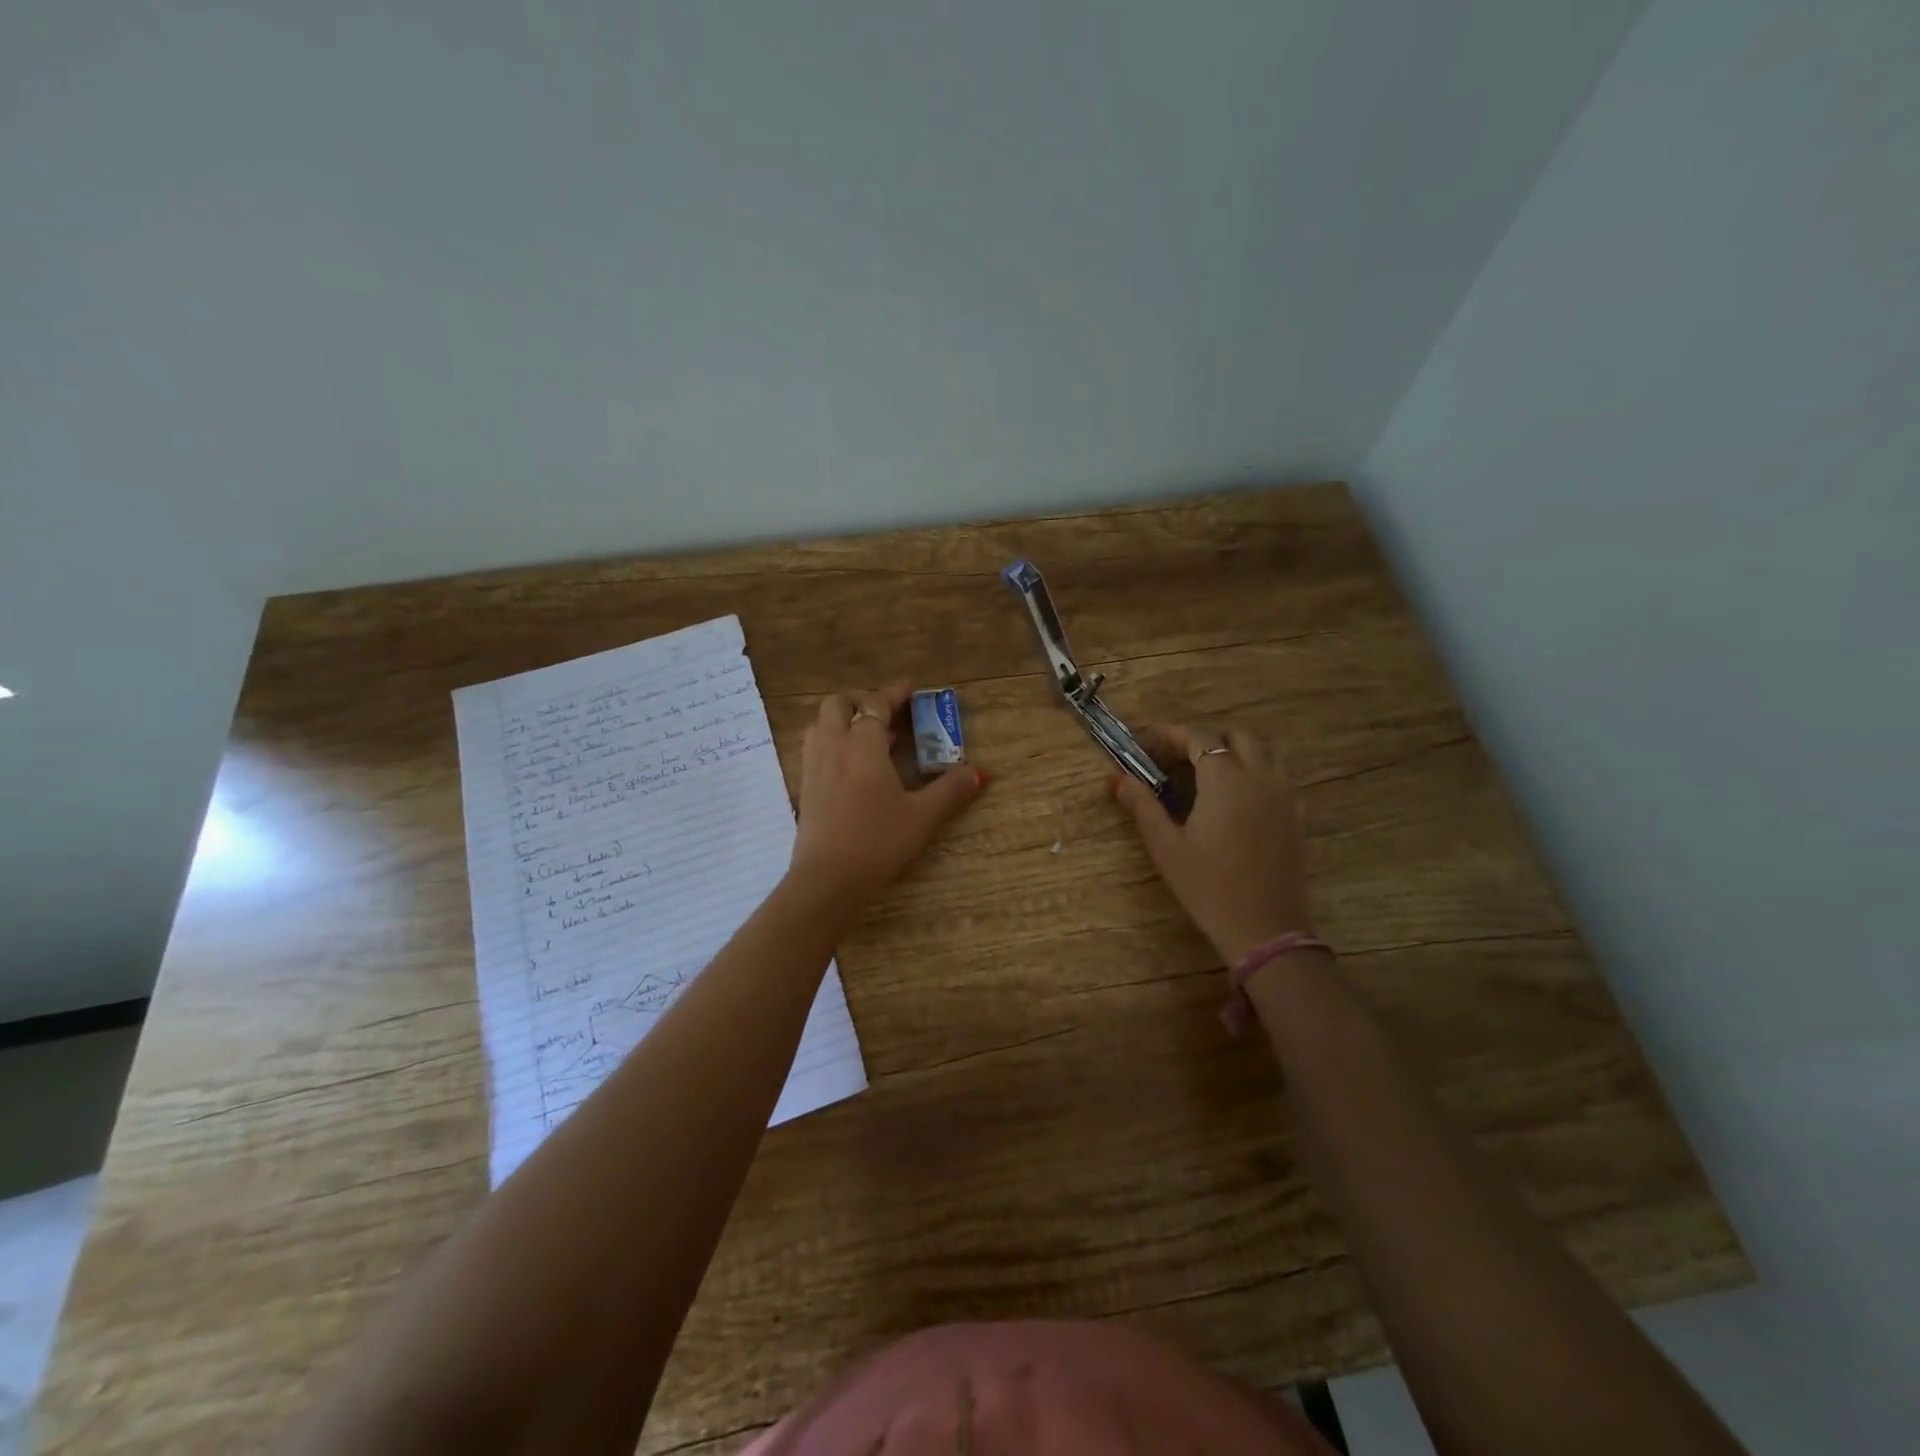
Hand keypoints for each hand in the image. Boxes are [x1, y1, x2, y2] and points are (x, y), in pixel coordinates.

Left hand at [788, 683, 986, 909]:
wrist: (827, 879)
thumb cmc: (878, 842)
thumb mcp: (922, 816)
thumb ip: (951, 790)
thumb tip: (981, 772)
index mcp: (862, 745)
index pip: (875, 705)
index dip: (893, 694)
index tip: (911, 689)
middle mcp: (833, 746)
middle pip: (838, 704)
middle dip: (861, 700)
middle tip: (886, 713)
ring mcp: (814, 766)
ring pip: (821, 724)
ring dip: (844, 719)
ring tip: (871, 738)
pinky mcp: (806, 787)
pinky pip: (816, 747)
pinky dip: (833, 741)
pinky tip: (852, 766)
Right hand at [1112, 724, 1314, 965]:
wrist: (1265, 928)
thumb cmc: (1208, 886)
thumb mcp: (1166, 846)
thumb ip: (1143, 805)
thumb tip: (1117, 779)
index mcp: (1226, 779)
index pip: (1199, 737)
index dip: (1173, 733)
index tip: (1149, 740)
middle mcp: (1260, 777)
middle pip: (1238, 736)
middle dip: (1207, 738)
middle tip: (1178, 756)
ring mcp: (1285, 795)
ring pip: (1265, 752)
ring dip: (1236, 750)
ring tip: (1209, 771)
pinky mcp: (1298, 816)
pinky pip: (1281, 777)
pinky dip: (1258, 771)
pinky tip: (1239, 797)